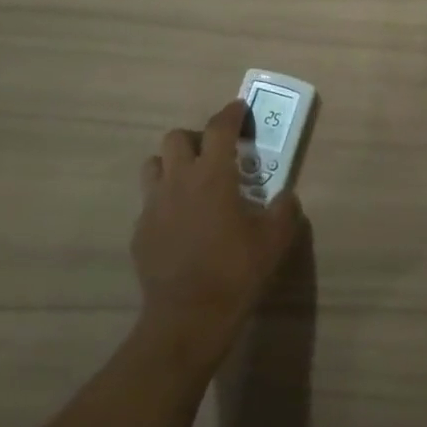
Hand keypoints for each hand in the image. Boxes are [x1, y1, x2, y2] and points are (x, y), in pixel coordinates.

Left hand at [133, 100, 305, 366]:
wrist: (188, 317)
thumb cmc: (236, 271)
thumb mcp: (274, 239)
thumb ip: (284, 210)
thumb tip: (286, 196)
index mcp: (212, 176)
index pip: (218, 129)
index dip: (231, 113)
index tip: (240, 109)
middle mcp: (178, 181)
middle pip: (176, 138)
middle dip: (196, 138)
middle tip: (215, 155)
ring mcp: (153, 206)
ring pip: (154, 165)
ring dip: (172, 164)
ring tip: (192, 183)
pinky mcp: (140, 231)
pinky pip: (150, 202)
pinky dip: (165, 201)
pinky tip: (181, 223)